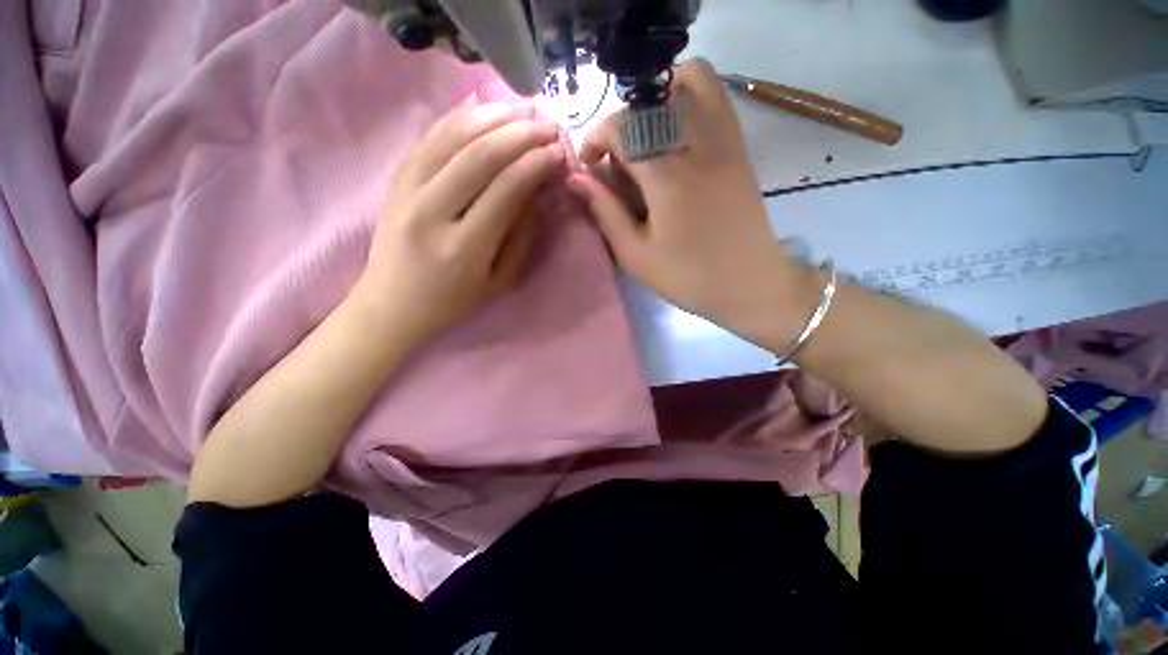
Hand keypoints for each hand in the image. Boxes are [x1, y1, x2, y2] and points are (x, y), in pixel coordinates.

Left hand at [354, 98, 565, 347]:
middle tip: (547, 124)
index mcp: (464, 247)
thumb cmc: (454, 302)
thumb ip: (521, 237)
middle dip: (519, 134)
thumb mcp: (500, 282)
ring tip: (521, 110)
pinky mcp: (394, 182)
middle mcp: (432, 213)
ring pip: (451, 138)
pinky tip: (483, 108)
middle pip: (479, 156)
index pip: (506, 190)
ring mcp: (406, 192)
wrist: (393, 305)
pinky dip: (458, 118)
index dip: (535, 165)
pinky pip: (427, 139)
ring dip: (491, 117)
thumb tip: (539, 193)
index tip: (559, 151)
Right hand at [567, 59, 817, 349]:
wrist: (749, 282)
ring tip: (646, 139)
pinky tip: (675, 135)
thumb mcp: (636, 254)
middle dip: (621, 125)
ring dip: (656, 100)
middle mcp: (697, 144)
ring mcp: (724, 139)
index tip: (588, 165)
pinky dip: (687, 97)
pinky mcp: (738, 145)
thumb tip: (576, 178)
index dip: (595, 139)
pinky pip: (715, 95)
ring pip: (688, 79)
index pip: (621, 127)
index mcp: (667, 176)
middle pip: (648, 101)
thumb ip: (605, 211)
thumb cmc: (688, 276)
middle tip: (618, 163)